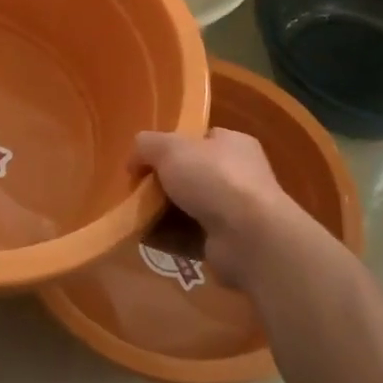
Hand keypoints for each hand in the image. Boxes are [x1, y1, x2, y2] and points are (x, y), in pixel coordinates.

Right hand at [134, 129, 303, 290]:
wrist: (249, 237)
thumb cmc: (214, 179)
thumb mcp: (170, 148)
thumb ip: (146, 146)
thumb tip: (133, 161)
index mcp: (233, 144)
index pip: (200, 139)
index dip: (171, 147)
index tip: (146, 161)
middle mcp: (239, 175)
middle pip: (191, 175)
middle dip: (163, 184)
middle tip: (138, 192)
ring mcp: (236, 211)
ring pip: (188, 208)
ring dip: (163, 214)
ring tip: (137, 218)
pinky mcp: (228, 243)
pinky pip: (190, 237)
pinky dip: (170, 238)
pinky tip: (149, 239)